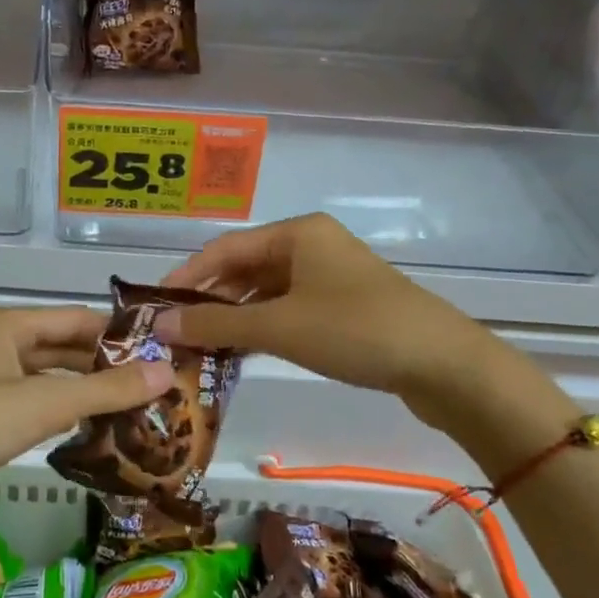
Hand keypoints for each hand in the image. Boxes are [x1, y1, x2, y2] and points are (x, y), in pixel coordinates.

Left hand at [0, 307, 173, 512]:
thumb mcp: (42, 404)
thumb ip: (106, 389)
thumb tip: (166, 372)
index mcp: (7, 324)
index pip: (77, 319)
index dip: (119, 335)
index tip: (162, 353)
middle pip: (62, 347)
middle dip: (105, 366)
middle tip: (155, 386)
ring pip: (46, 376)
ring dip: (84, 391)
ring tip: (133, 409)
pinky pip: (29, 401)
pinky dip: (58, 410)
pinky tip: (86, 429)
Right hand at [155, 215, 578, 468]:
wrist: (443, 364)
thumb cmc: (354, 330)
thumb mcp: (278, 327)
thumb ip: (216, 325)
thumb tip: (158, 326)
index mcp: (297, 233)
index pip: (224, 249)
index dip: (186, 278)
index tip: (155, 308)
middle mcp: (312, 245)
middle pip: (245, 268)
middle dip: (209, 301)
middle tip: (175, 335)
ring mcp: (331, 277)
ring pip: (267, 292)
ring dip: (235, 318)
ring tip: (202, 348)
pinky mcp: (345, 307)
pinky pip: (289, 310)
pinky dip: (263, 328)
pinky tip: (243, 352)